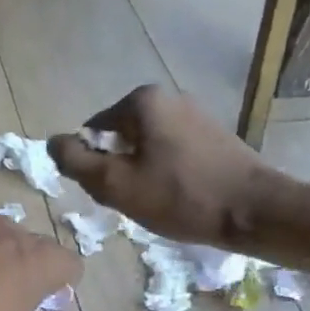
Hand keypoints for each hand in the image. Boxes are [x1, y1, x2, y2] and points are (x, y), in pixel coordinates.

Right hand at [48, 86, 286, 247]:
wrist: (256, 212)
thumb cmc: (179, 196)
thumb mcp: (113, 183)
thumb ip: (75, 161)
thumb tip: (53, 142)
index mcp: (142, 101)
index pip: (92, 133)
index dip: (94, 166)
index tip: (113, 190)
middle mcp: (169, 97)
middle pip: (118, 139)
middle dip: (118, 169)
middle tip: (134, 198)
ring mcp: (194, 115)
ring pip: (144, 148)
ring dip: (141, 174)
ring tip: (158, 200)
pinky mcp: (213, 136)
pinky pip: (170, 153)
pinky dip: (165, 174)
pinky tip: (179, 196)